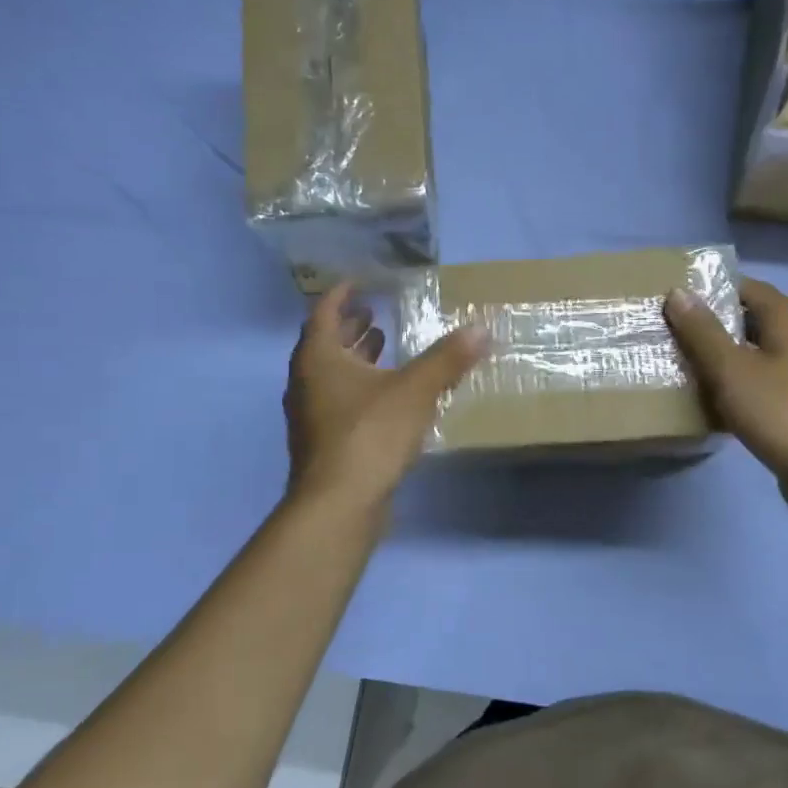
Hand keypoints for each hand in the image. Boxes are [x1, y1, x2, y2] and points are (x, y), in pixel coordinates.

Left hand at [284, 283, 486, 510]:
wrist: (338, 504)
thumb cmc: (370, 435)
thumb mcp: (415, 391)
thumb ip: (447, 359)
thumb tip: (481, 328)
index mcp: (319, 359)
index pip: (324, 312)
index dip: (342, 295)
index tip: (359, 282)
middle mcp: (306, 382)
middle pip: (325, 344)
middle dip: (350, 327)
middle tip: (375, 314)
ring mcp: (311, 416)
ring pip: (331, 376)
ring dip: (356, 359)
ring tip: (384, 346)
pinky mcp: (323, 443)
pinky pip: (339, 402)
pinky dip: (360, 388)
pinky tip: (387, 396)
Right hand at [665, 278, 787, 497]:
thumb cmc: (781, 413)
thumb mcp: (731, 370)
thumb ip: (703, 332)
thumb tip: (678, 293)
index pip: (746, 287)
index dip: (710, 290)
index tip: (675, 301)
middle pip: (753, 319)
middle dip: (714, 325)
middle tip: (673, 333)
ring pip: (759, 352)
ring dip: (726, 356)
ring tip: (687, 365)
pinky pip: (767, 379)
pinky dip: (742, 381)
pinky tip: (717, 399)